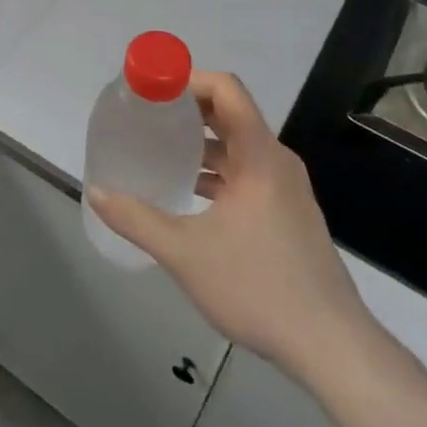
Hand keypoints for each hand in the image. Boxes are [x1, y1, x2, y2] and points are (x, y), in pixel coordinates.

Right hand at [88, 70, 371, 372]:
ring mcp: (286, 188)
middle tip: (147, 117)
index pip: (226, 89)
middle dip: (188, 110)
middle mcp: (276, 161)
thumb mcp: (185, 253)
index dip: (188, 79)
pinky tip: (190, 195)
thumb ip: (136, 219)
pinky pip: (248, 173)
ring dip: (201, 143)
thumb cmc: (258, 287)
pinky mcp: (289, 213)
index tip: (152, 89)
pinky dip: (217, 171)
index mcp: (259, 155)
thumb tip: (95, 192)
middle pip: (230, 114)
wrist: (331, 346)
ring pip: (239, 147)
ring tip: (161, 152)